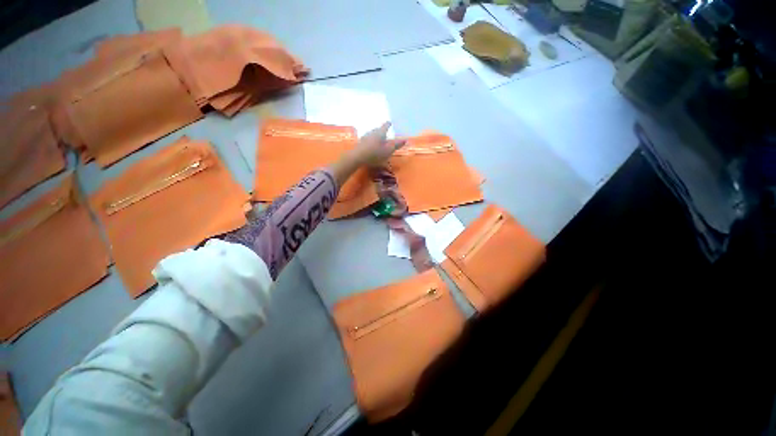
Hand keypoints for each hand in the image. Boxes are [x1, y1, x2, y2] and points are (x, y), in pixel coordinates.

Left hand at [350, 122, 405, 167]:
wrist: (357, 157)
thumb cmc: (375, 154)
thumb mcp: (388, 151)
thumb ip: (396, 145)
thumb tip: (405, 139)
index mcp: (380, 133)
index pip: (385, 126)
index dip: (388, 125)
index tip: (390, 123)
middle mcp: (372, 132)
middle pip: (378, 130)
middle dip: (381, 131)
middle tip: (385, 133)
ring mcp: (365, 137)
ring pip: (372, 135)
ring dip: (375, 136)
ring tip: (378, 140)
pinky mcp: (359, 143)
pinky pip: (367, 140)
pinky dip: (370, 142)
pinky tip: (370, 146)